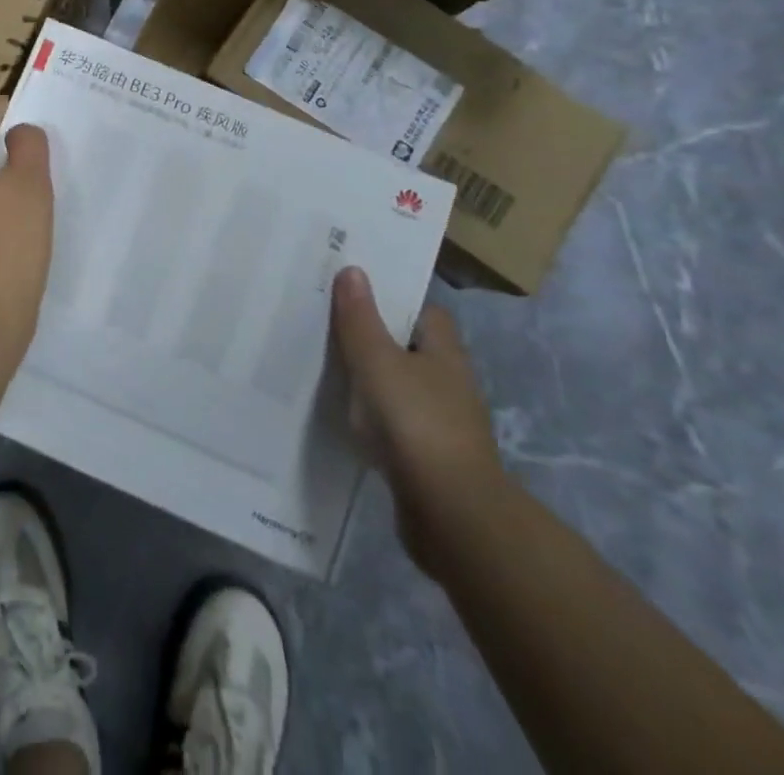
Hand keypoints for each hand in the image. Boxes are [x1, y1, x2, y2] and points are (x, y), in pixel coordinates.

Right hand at [331, 266, 508, 574]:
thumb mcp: (376, 361)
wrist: (451, 515)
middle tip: (333, 326)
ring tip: (332, 370)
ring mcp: (445, 425)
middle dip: (380, 339)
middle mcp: (451, 384)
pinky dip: (378, 420)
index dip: (395, 300)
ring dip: (377, 382)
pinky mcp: (432, 461)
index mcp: (444, 353)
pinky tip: (350, 421)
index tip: (358, 292)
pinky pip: (399, 426)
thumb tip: (354, 270)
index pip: (426, 313)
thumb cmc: (415, 423)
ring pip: (405, 389)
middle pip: (413, 350)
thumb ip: (360, 318)